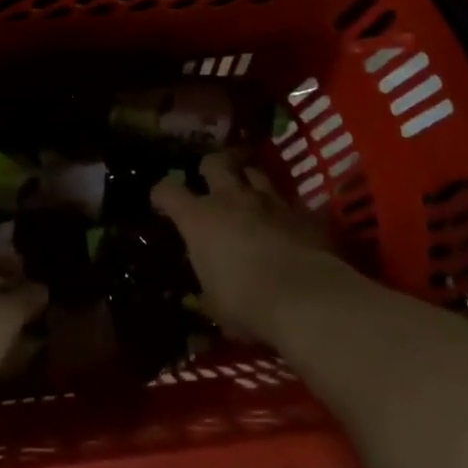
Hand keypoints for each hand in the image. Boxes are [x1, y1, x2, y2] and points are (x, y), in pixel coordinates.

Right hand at [151, 153, 337, 342]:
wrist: (306, 297)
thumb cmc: (247, 303)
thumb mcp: (216, 305)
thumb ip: (208, 289)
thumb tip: (206, 294)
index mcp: (199, 219)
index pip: (168, 191)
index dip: (162, 193)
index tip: (160, 200)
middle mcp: (230, 198)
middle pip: (214, 162)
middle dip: (209, 168)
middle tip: (210, 181)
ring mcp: (269, 200)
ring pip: (254, 171)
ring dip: (247, 179)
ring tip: (248, 193)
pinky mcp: (301, 210)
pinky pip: (287, 198)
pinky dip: (281, 207)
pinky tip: (284, 220)